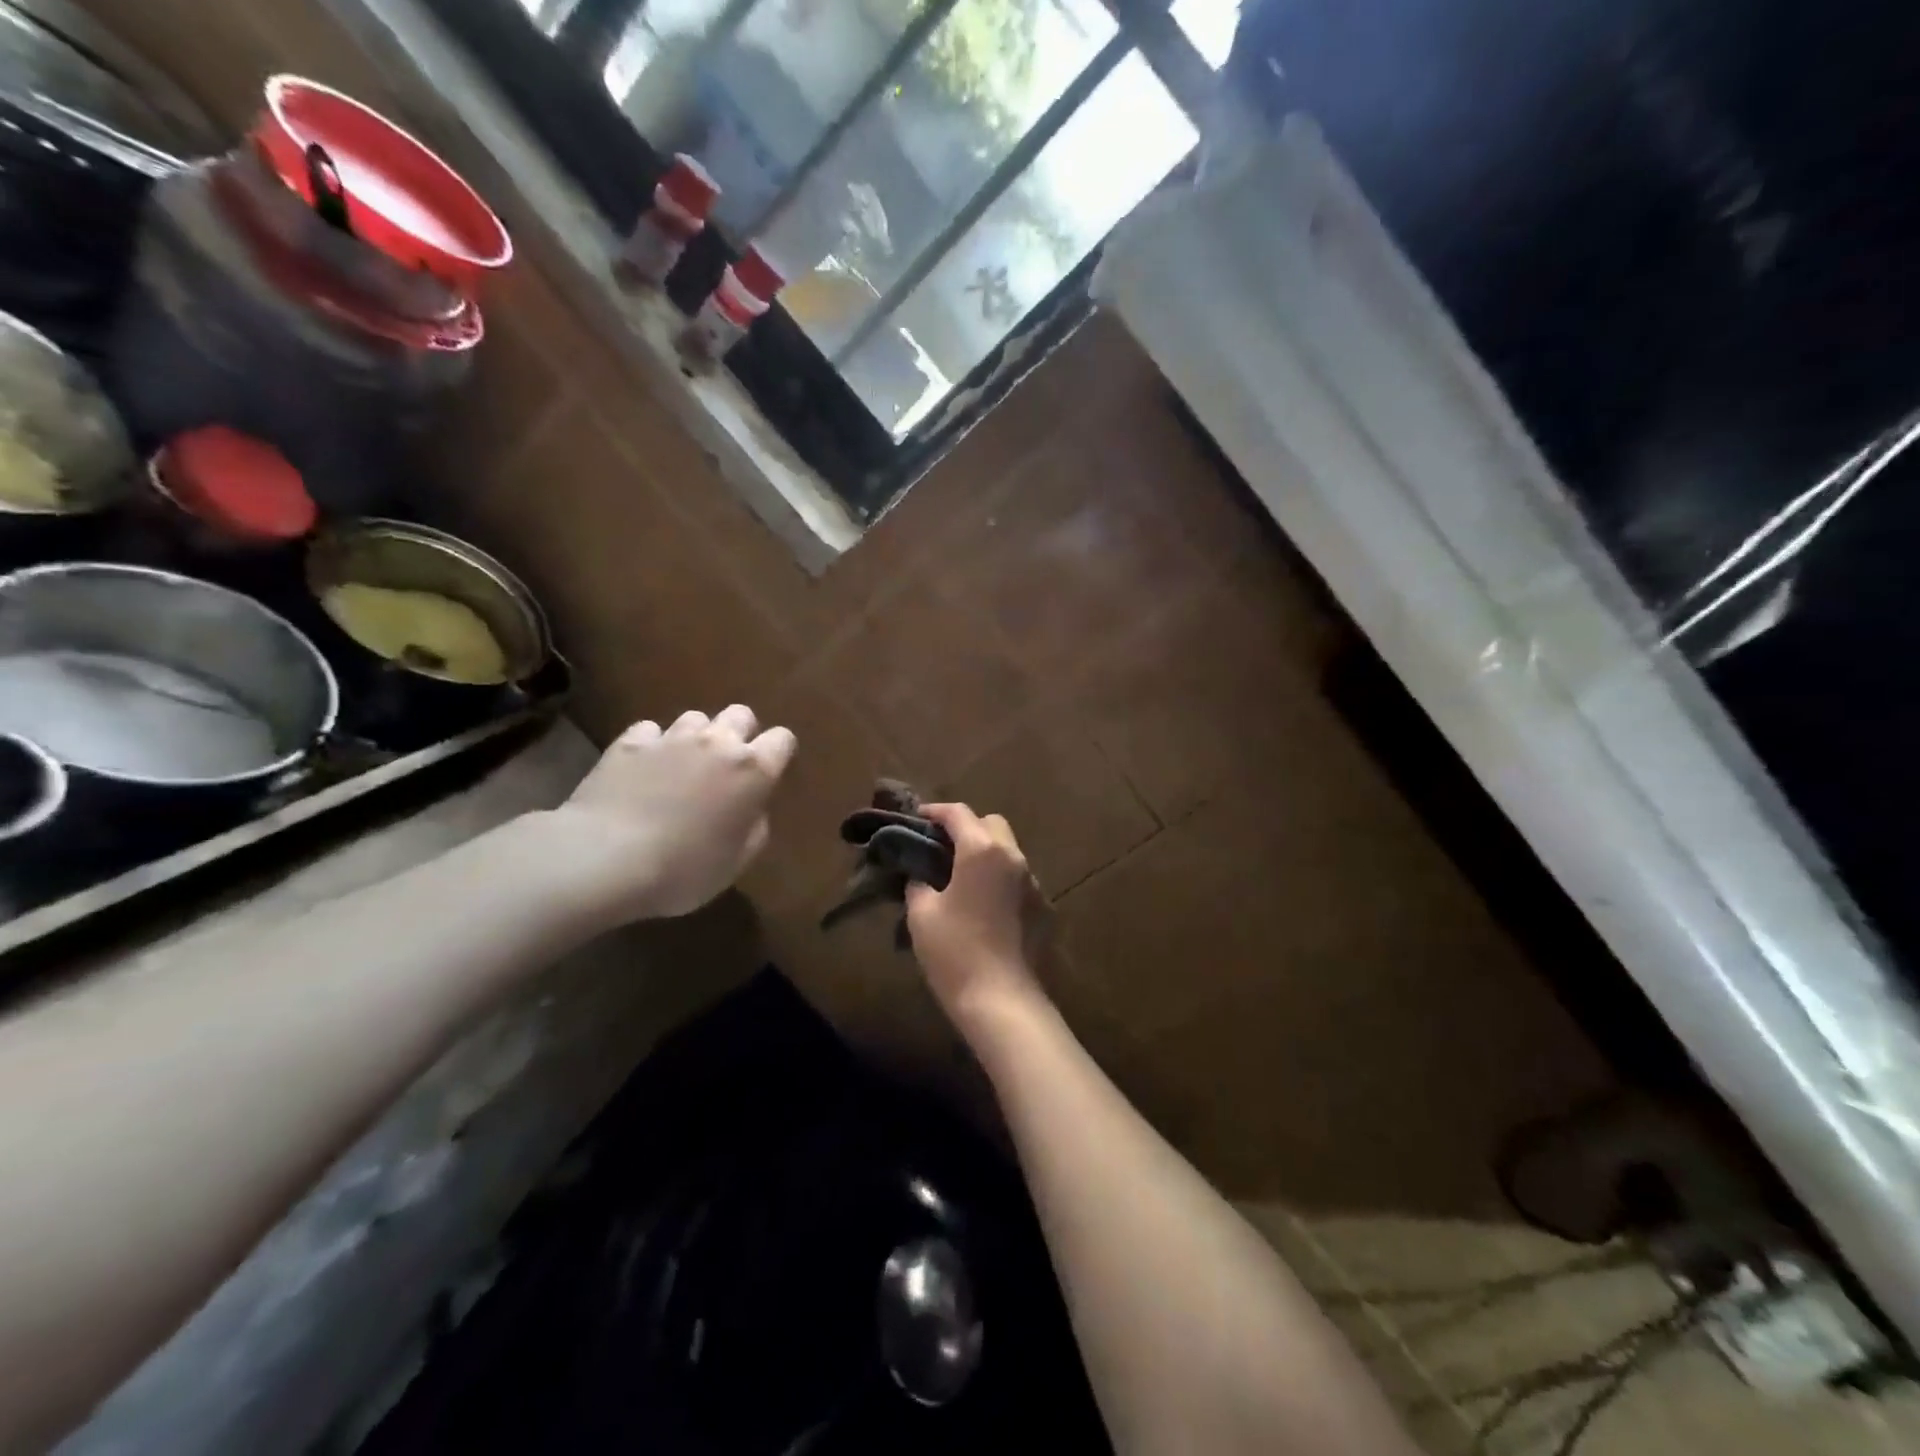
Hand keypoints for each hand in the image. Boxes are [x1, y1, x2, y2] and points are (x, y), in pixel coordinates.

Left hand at [546, 705, 796, 925]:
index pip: (782, 739)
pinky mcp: (629, 742)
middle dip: (739, 733)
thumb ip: (754, 827)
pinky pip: (650, 730)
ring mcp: (671, 738)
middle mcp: (717, 742)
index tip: (770, 774)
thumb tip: (752, 808)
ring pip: (695, 717)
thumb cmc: (684, 869)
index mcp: (753, 771)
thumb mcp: (737, 861)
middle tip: (727, 766)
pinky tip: (643, 768)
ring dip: (696, 737)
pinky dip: (652, 744)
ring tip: (683, 765)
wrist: (606, 859)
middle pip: (740, 714)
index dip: (778, 753)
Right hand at [905, 804, 1047, 1030]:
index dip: (935, 811)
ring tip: (962, 878)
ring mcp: (1034, 883)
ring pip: (1009, 852)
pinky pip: (1019, 880)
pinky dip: (1001, 880)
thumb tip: (921, 876)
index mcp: (982, 851)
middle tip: (942, 847)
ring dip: (986, 854)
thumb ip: (918, 884)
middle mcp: (1014, 857)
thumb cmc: (955, 951)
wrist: (1002, 1000)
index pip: (958, 813)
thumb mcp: (922, 914)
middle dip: (967, 827)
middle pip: (992, 824)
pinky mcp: (1045, 908)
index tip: (918, 817)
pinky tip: (985, 907)